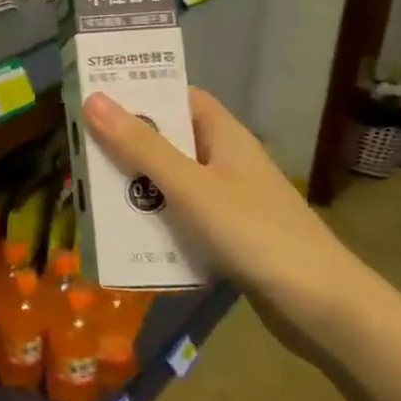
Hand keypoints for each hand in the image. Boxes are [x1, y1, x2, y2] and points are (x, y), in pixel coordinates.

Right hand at [83, 87, 373, 356]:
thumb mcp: (189, 187)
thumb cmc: (254, 234)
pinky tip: (125, 232)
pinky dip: (153, 218)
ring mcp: (228, 199)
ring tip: (88, 190)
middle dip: (126, 143)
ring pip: (170, 180)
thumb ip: (141, 146)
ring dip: (135, 185)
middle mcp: (226, 161)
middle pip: (168, 139)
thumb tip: (94, 99)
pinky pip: (179, 215)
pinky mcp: (227, 234)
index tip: (95, 96)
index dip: (141, 92)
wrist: (322, 308)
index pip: (179, 97)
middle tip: (78, 147)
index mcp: (224, 136)